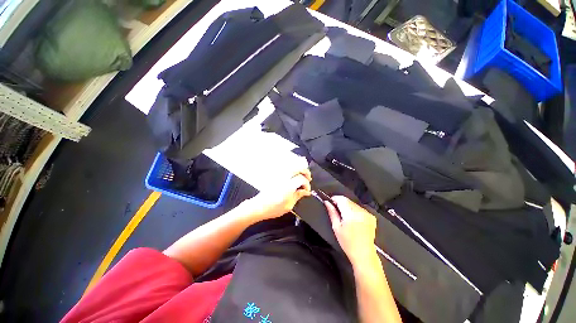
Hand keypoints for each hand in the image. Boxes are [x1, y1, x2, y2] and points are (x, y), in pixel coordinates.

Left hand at [243, 169, 311, 220]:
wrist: (258, 206)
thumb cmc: (273, 208)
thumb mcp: (289, 205)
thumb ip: (298, 196)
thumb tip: (306, 192)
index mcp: (288, 185)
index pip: (302, 179)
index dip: (307, 184)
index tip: (307, 191)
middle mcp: (284, 177)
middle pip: (298, 167)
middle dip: (305, 171)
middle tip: (309, 178)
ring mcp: (279, 175)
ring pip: (292, 165)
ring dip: (299, 169)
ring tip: (302, 175)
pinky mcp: (275, 175)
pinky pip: (286, 168)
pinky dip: (292, 169)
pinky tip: (294, 175)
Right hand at [325, 196, 377, 266]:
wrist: (364, 254)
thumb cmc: (347, 242)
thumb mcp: (336, 227)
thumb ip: (332, 212)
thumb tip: (327, 202)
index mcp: (351, 214)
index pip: (342, 199)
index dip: (335, 199)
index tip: (330, 202)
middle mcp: (360, 211)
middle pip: (348, 200)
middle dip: (341, 203)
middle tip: (337, 211)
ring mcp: (367, 214)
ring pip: (353, 204)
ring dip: (348, 207)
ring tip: (345, 217)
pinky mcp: (372, 217)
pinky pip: (360, 208)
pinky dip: (355, 211)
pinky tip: (354, 219)